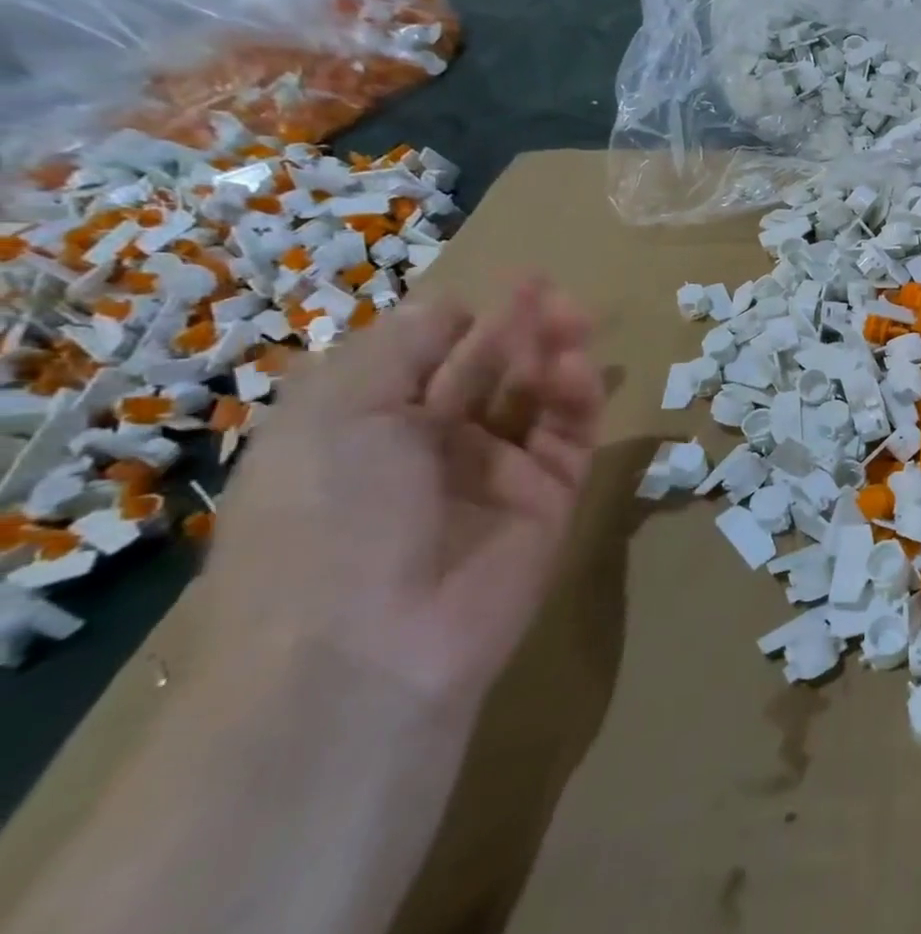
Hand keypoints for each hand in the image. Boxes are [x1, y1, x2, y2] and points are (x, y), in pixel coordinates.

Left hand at [202, 279, 602, 718]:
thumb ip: (398, 349)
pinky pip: (569, 438)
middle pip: (488, 371)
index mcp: (366, 427)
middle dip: (517, 328)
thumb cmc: (328, 516)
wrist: (370, 648)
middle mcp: (433, 447)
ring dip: (554, 355)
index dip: (460, 319)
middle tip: (553, 290)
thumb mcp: (337, 414)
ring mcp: (497, 475)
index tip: (495, 285)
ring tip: (575, 318)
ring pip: (536, 399)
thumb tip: (448, 306)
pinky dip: (579, 399)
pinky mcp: (550, 499)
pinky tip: (578, 368)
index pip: (424, 358)